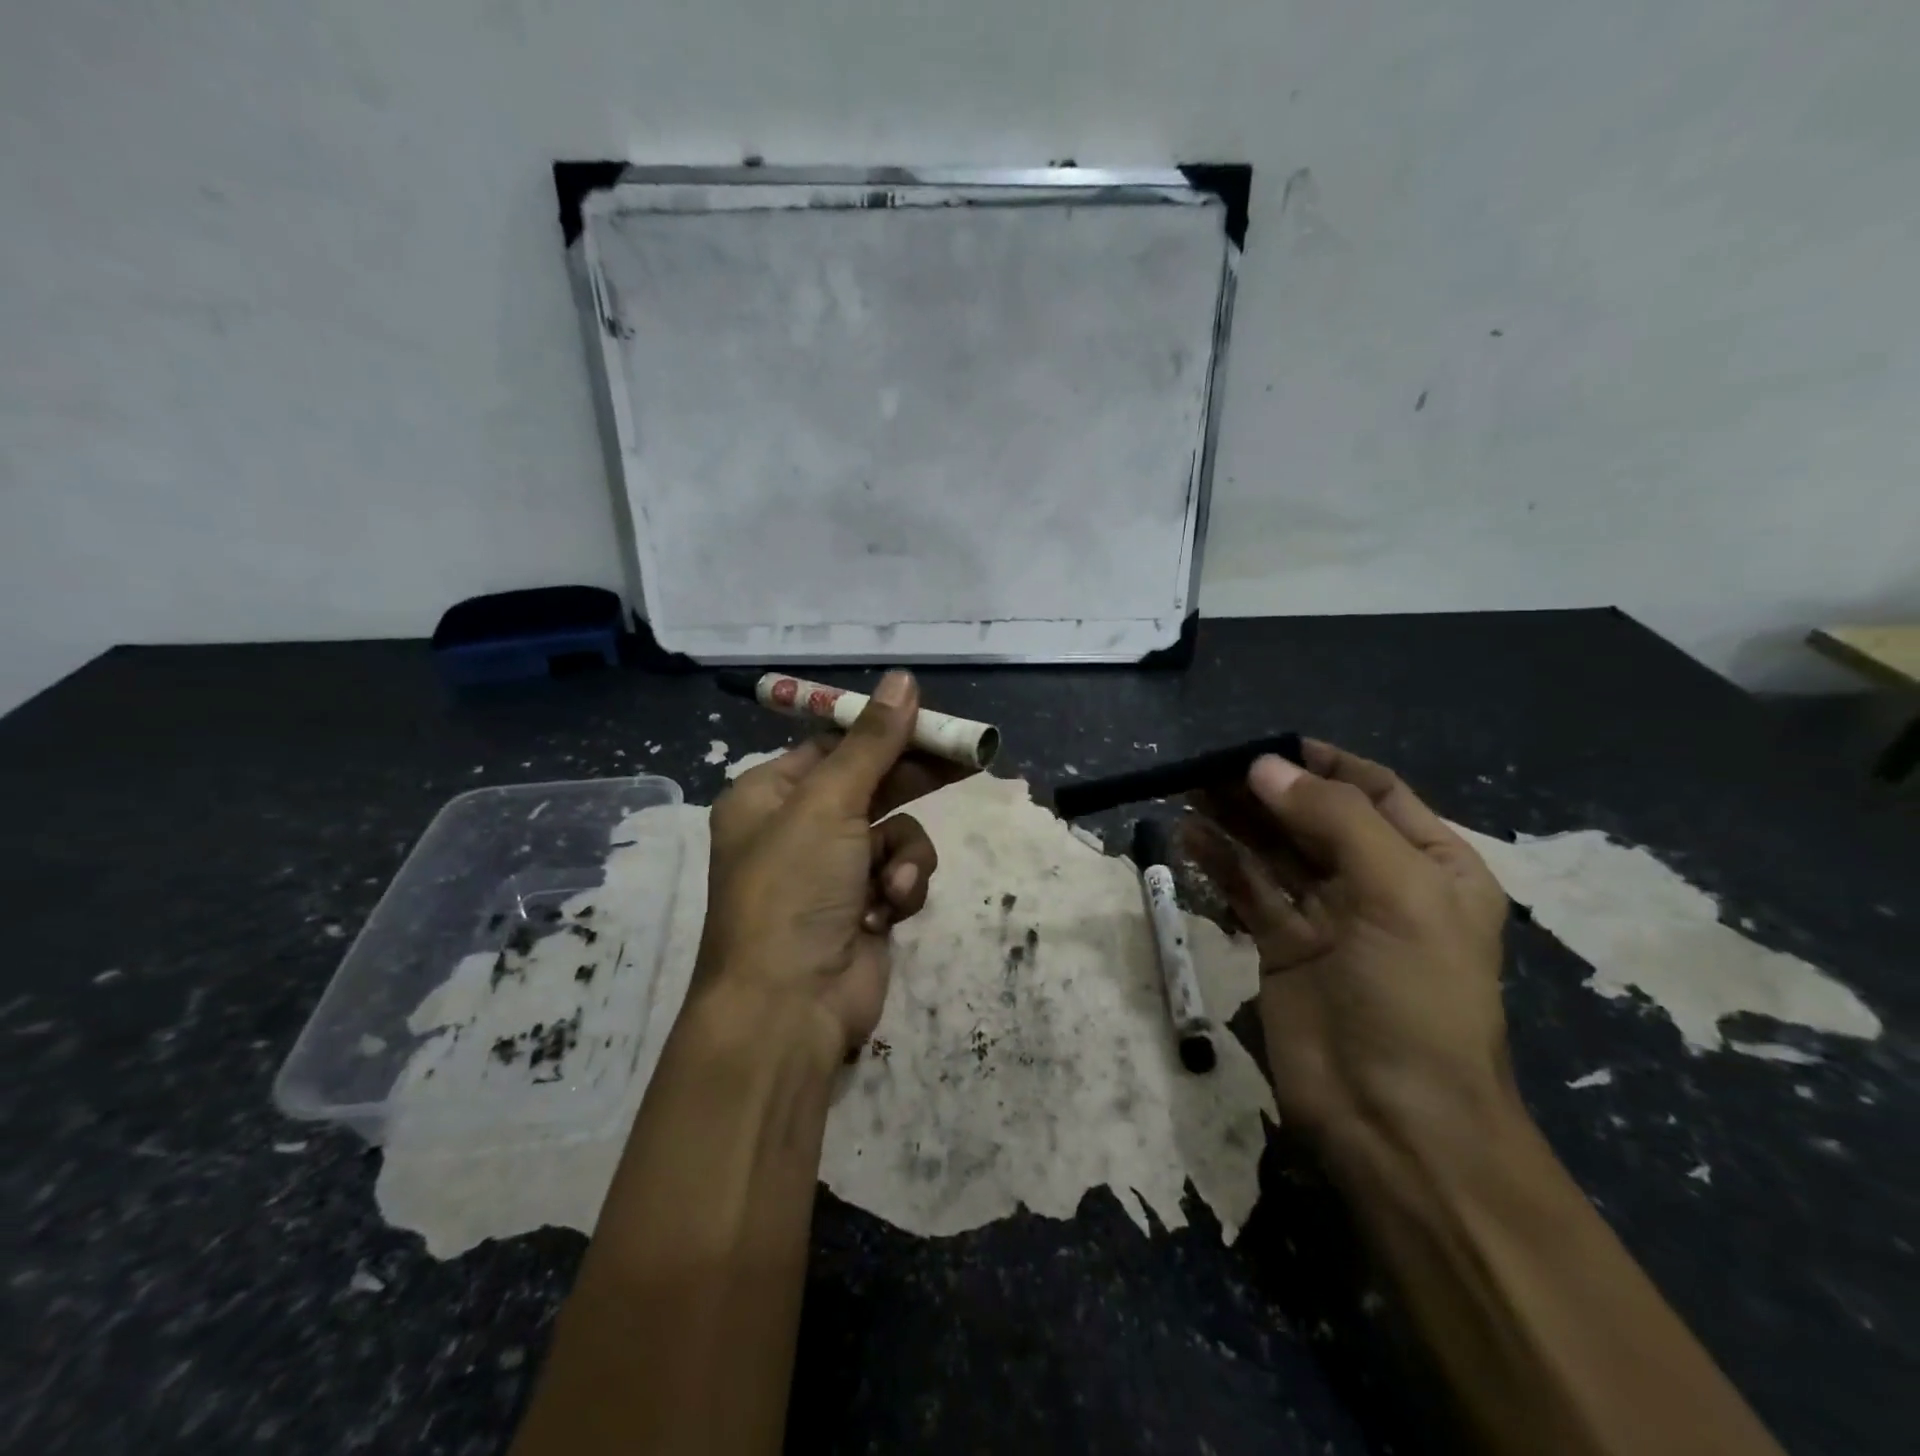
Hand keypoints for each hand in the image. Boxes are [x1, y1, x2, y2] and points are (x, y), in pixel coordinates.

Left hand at [695, 671, 963, 1062]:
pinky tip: (887, 912)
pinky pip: (901, 873)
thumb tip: (903, 678)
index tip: (932, 719)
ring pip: (896, 831)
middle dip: (914, 778)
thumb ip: (872, 742)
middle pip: (871, 782)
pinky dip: (902, 888)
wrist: (789, 1008)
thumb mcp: (829, 804)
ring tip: (893, 881)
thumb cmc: (794, 890)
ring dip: (903, 854)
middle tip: (969, 759)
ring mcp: (832, 869)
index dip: (884, 730)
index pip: (834, 744)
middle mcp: (797, 827)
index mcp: (768, 795)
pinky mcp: (863, 906)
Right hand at [1181, 740, 1512, 1159]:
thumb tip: (1264, 766)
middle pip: (1312, 815)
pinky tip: (1187, 837)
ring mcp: (1324, 914)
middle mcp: (1376, 881)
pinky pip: (1246, 888)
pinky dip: (1218, 861)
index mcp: (1429, 863)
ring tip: (1187, 789)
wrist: (1393, 1119)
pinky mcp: (1280, 944)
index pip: (1373, 789)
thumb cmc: (1413, 996)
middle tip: (1207, 767)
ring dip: (1233, 818)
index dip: (1321, 763)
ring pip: (1272, 849)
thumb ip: (1333, 819)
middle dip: (1265, 788)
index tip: (1265, 745)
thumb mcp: (1396, 892)